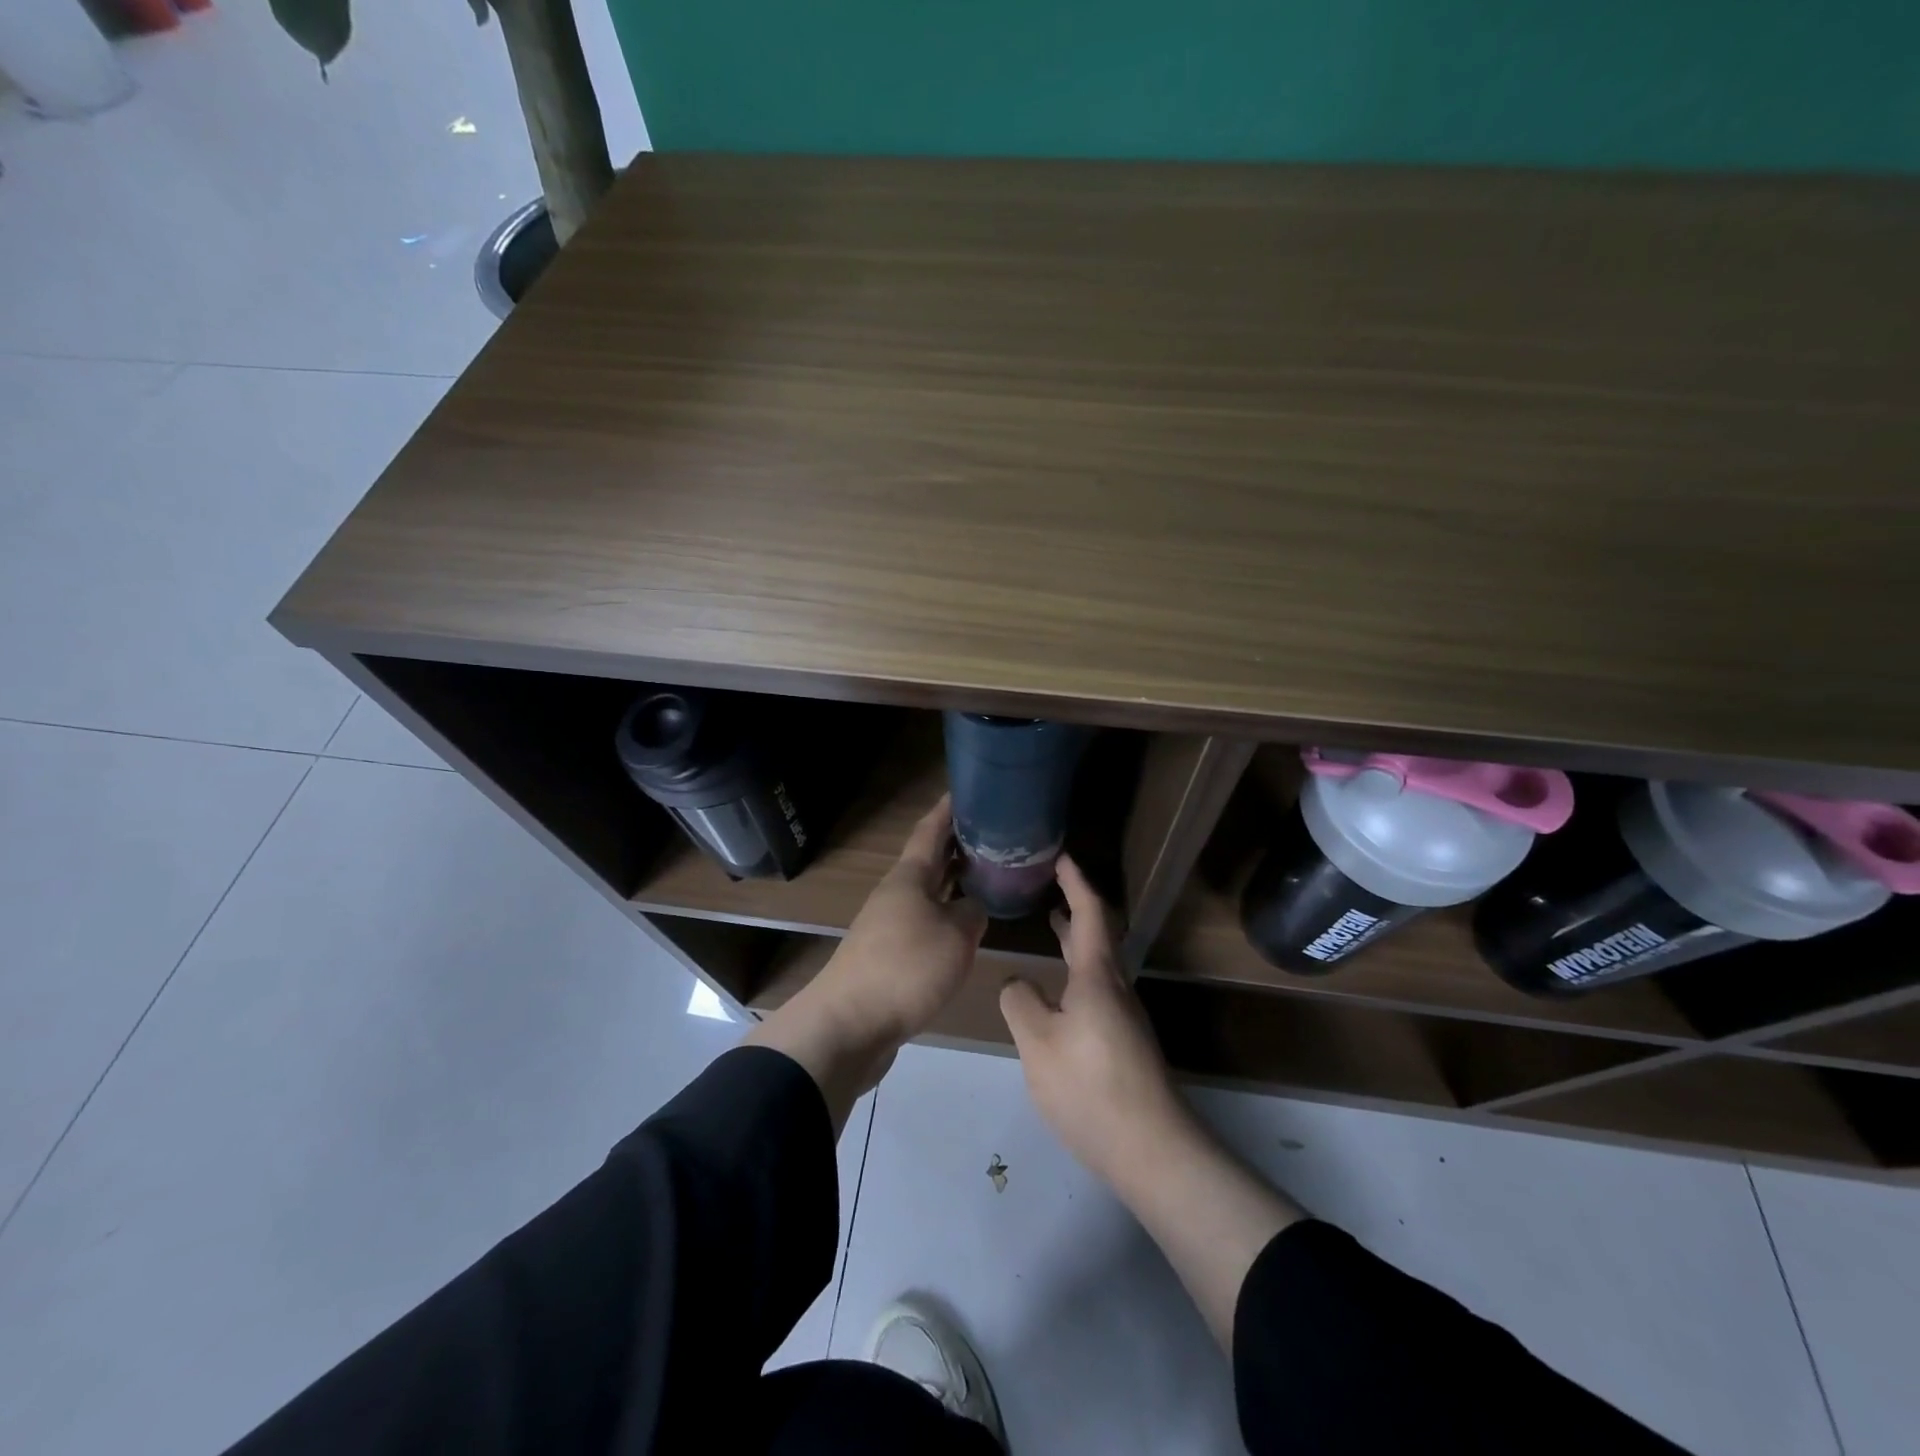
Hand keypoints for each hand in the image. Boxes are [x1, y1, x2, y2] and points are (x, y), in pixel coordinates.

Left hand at [746, 794, 985, 1133]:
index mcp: (909, 878)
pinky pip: (925, 922)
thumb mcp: (955, 937)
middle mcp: (896, 894)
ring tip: (987, 876)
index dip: (948, 809)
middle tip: (993, 833)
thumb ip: (972, 914)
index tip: (967, 789)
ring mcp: (889, 925)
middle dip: (957, 844)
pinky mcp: (890, 955)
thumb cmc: (905, 969)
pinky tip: (965, 927)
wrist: (849, 1025)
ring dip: (954, 881)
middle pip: (929, 860)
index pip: (930, 831)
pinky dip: (947, 915)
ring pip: (928, 892)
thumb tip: (973, 908)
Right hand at [999, 854, 1194, 1184]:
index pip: (1090, 913)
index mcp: (1097, 977)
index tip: (1061, 856)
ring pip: (1099, 963)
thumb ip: (1020, 1003)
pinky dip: (1077, 971)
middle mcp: (1116, 988)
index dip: (1075, 882)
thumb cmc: (1091, 1087)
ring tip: (1052, 927)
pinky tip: (1059, 993)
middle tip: (1050, 886)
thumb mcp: (1038, 1043)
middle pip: (1098, 934)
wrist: (1153, 1149)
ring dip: (1077, 939)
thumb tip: (1017, 983)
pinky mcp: (1124, 1042)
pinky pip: (1097, 989)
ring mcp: (1124, 1017)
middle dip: (1075, 906)